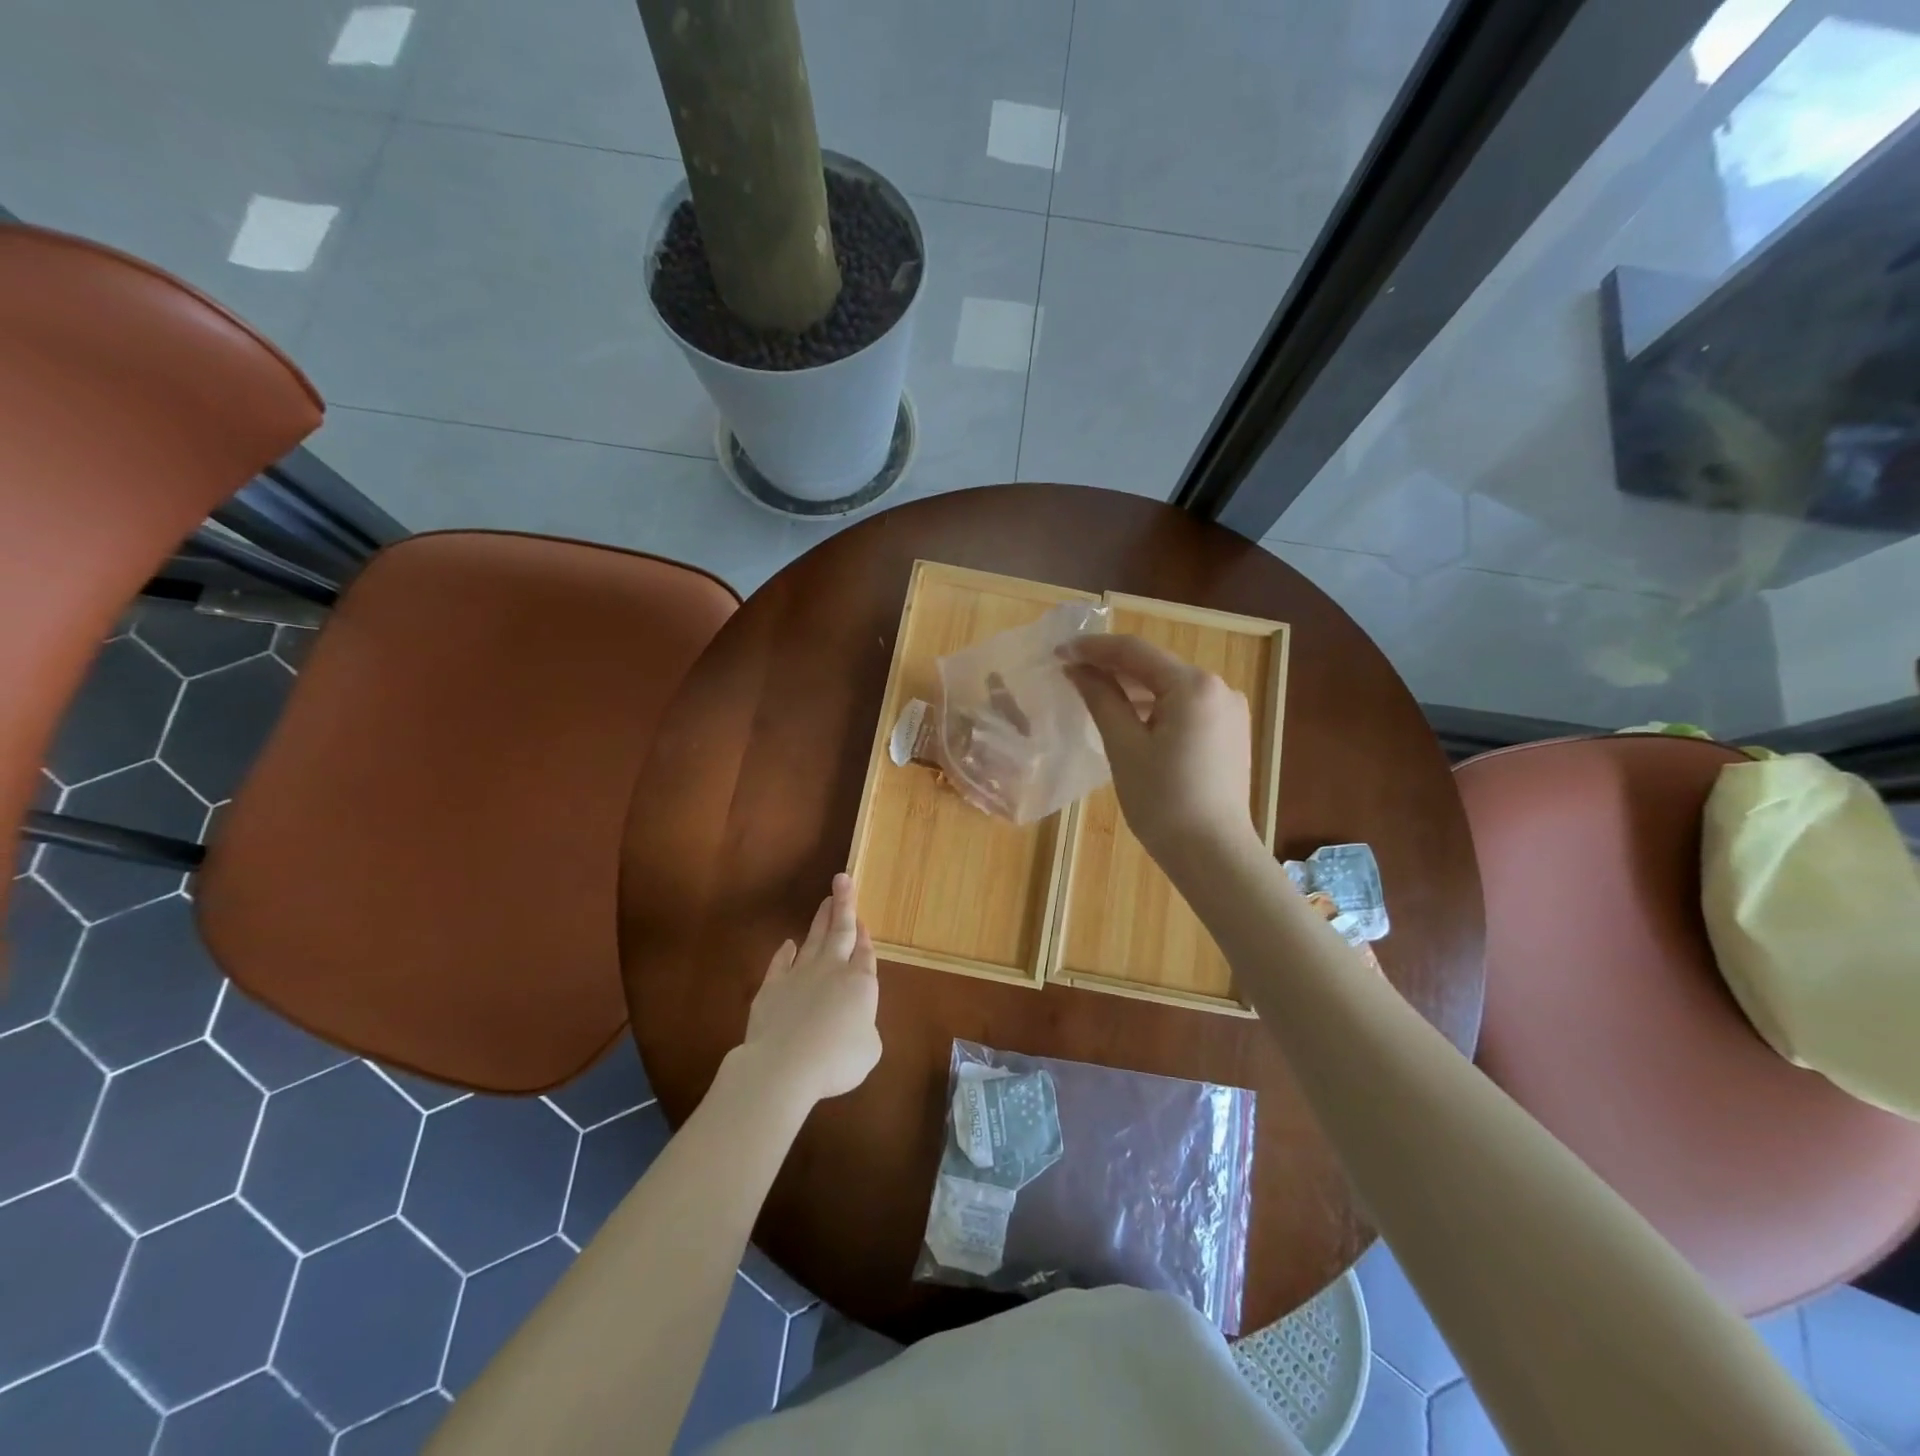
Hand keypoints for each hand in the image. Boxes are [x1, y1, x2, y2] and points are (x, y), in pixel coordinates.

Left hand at [738, 873, 880, 1110]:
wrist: (785, 1065)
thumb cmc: (837, 1060)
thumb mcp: (869, 1049)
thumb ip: (864, 1028)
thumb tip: (853, 1023)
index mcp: (860, 983)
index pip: (865, 952)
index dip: (864, 936)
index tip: (862, 919)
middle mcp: (832, 970)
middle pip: (840, 931)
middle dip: (844, 905)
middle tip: (843, 879)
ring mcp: (799, 975)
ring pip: (813, 940)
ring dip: (820, 920)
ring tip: (825, 901)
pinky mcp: (772, 987)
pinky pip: (781, 963)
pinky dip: (785, 952)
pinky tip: (788, 944)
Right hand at [1063, 634, 1257, 873]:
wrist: (1213, 854)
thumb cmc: (1162, 801)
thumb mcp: (1124, 746)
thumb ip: (1101, 698)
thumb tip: (1078, 668)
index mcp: (1194, 685)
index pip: (1135, 651)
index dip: (1094, 648)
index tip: (1058, 651)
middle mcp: (1219, 688)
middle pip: (1155, 666)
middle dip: (1113, 667)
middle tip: (1071, 672)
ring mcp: (1230, 711)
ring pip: (1171, 687)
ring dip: (1133, 688)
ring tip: (1094, 694)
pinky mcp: (1231, 733)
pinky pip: (1186, 707)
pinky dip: (1155, 707)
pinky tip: (1131, 719)